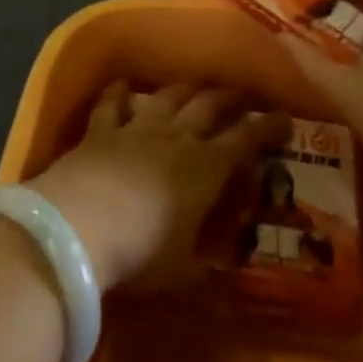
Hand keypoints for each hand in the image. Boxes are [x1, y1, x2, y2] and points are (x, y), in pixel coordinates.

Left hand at [29, 83, 290, 291]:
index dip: (268, 129)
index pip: (246, 141)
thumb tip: (226, 277)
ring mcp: (136, 129)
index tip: (285, 120)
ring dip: (186, 89)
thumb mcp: (183, 271)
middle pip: (209, 107)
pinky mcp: (100, 130)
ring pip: (168, 97)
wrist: (77, 228)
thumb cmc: (140, 255)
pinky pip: (112, 103)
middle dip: (230, 99)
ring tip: (196, 86)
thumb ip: (206, 266)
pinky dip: (120, 92)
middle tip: (241, 97)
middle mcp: (176, 138)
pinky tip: (124, 84)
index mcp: (206, 169)